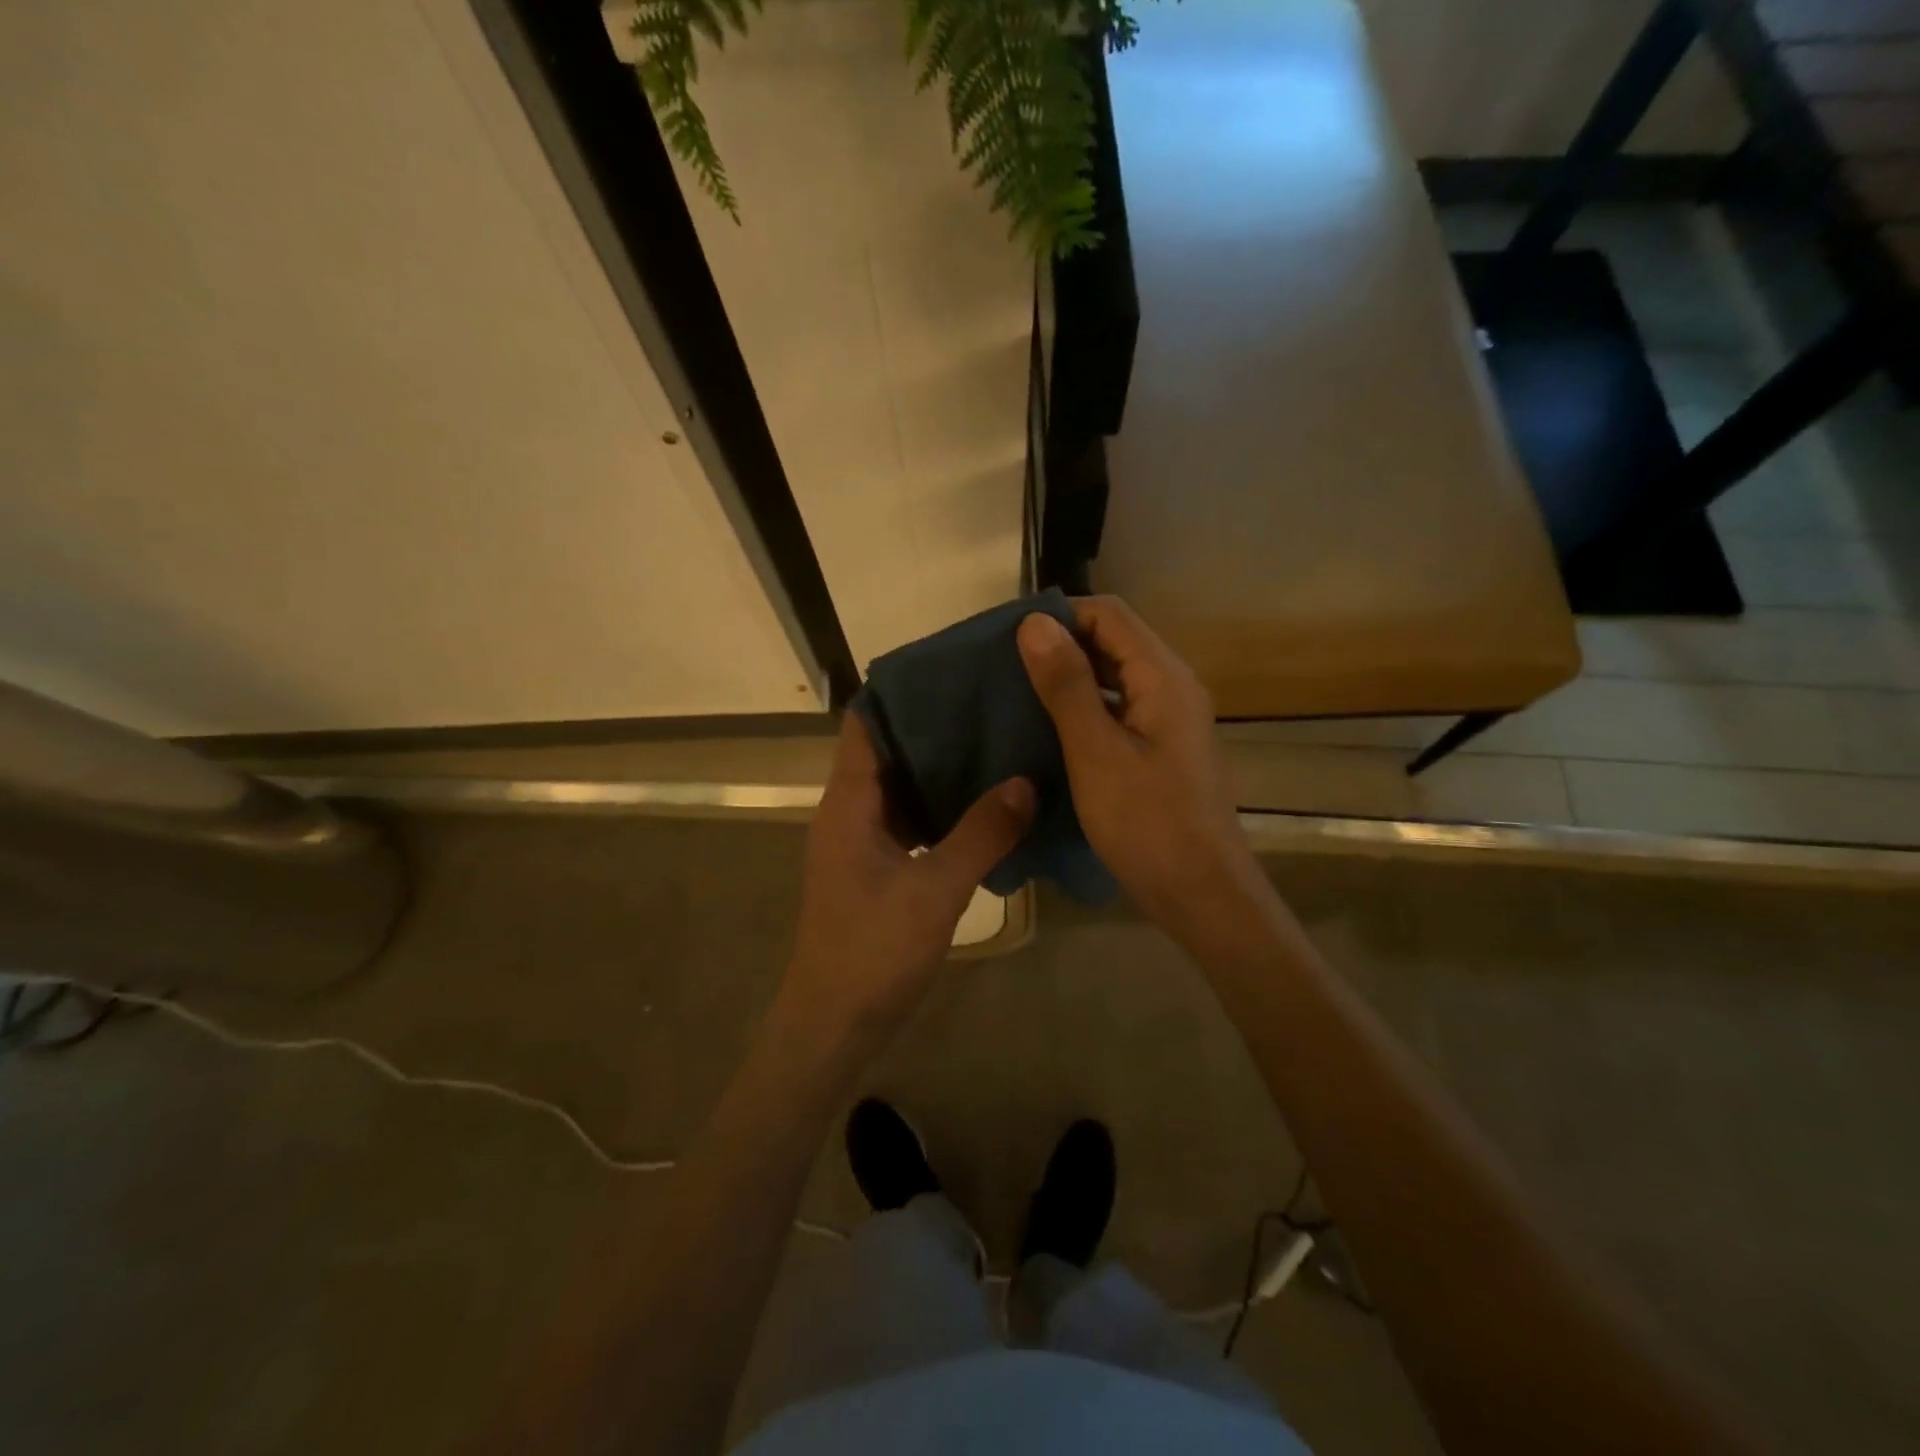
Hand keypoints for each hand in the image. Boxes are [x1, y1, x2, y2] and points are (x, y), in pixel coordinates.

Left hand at [781, 714, 1035, 1040]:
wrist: (834, 1024)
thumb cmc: (873, 951)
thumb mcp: (935, 890)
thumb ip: (981, 834)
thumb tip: (1025, 781)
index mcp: (848, 803)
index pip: (864, 724)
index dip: (900, 693)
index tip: (949, 671)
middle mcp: (848, 812)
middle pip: (885, 749)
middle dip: (930, 725)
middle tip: (986, 702)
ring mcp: (860, 841)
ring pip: (899, 786)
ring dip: (937, 767)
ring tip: (992, 741)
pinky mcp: (875, 867)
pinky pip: (908, 820)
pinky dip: (938, 806)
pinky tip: (982, 803)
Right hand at [1018, 598, 1266, 943]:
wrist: (1200, 894)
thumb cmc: (1147, 823)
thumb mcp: (1096, 752)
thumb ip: (1066, 685)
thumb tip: (1034, 623)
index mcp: (1163, 677)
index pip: (1109, 614)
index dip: (1060, 615)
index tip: (1009, 639)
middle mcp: (1171, 687)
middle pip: (1113, 640)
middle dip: (1060, 644)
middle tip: (1004, 666)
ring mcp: (1168, 719)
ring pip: (1113, 675)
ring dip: (1069, 676)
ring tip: (1017, 693)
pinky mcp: (1160, 748)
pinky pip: (1117, 708)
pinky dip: (1082, 707)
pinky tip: (1048, 728)